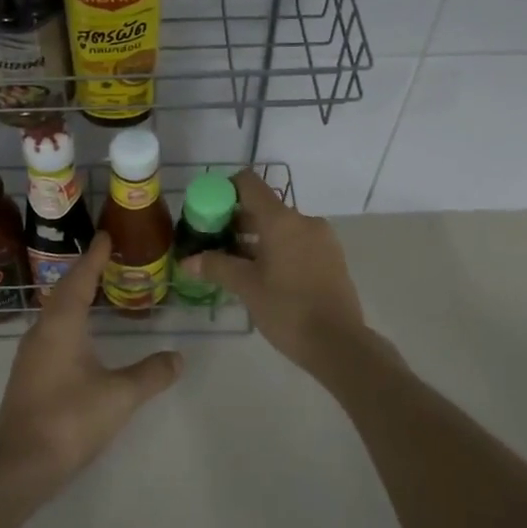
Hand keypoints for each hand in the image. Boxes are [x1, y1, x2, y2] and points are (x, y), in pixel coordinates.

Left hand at [0, 232, 181, 495]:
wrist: (21, 465)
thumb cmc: (70, 419)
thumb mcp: (120, 396)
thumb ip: (151, 374)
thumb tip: (179, 357)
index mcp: (61, 325)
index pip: (80, 279)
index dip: (94, 257)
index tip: (105, 235)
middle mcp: (42, 331)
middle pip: (63, 291)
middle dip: (84, 272)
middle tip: (105, 257)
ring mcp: (31, 354)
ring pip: (54, 312)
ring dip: (74, 295)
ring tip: (96, 289)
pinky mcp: (29, 374)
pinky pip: (51, 331)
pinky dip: (68, 319)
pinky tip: (80, 333)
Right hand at [181, 169, 365, 373]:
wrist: (339, 344)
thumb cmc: (287, 309)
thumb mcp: (246, 287)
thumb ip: (216, 267)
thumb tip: (187, 260)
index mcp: (282, 220)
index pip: (249, 183)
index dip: (225, 190)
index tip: (207, 211)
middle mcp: (304, 220)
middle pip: (264, 207)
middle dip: (236, 222)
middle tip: (214, 244)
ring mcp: (322, 238)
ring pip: (281, 227)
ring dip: (256, 239)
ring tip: (234, 264)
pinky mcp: (331, 258)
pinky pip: (297, 242)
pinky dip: (277, 250)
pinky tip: (263, 275)